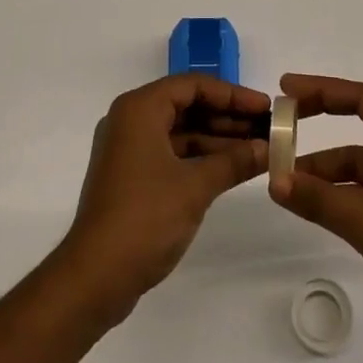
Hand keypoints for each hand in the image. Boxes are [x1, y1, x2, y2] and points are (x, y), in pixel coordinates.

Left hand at [56, 75, 269, 327]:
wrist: (94, 277)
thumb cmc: (145, 218)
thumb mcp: (196, 186)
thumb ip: (234, 162)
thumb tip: (268, 149)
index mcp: (139, 109)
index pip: (193, 85)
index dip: (232, 95)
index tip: (265, 107)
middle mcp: (131, 120)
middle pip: (187, 106)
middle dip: (227, 118)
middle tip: (267, 129)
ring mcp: (129, 149)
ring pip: (181, 132)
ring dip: (217, 140)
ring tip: (258, 149)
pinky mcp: (131, 176)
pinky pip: (172, 153)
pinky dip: (200, 158)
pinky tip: (232, 169)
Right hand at [268, 74, 362, 356]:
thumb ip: (322, 201)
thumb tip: (275, 180)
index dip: (322, 89)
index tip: (286, 89)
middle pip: (361, 120)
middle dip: (321, 119)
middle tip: (282, 122)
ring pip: (362, 159)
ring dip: (327, 167)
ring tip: (287, 178)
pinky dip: (341, 191)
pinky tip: (315, 205)